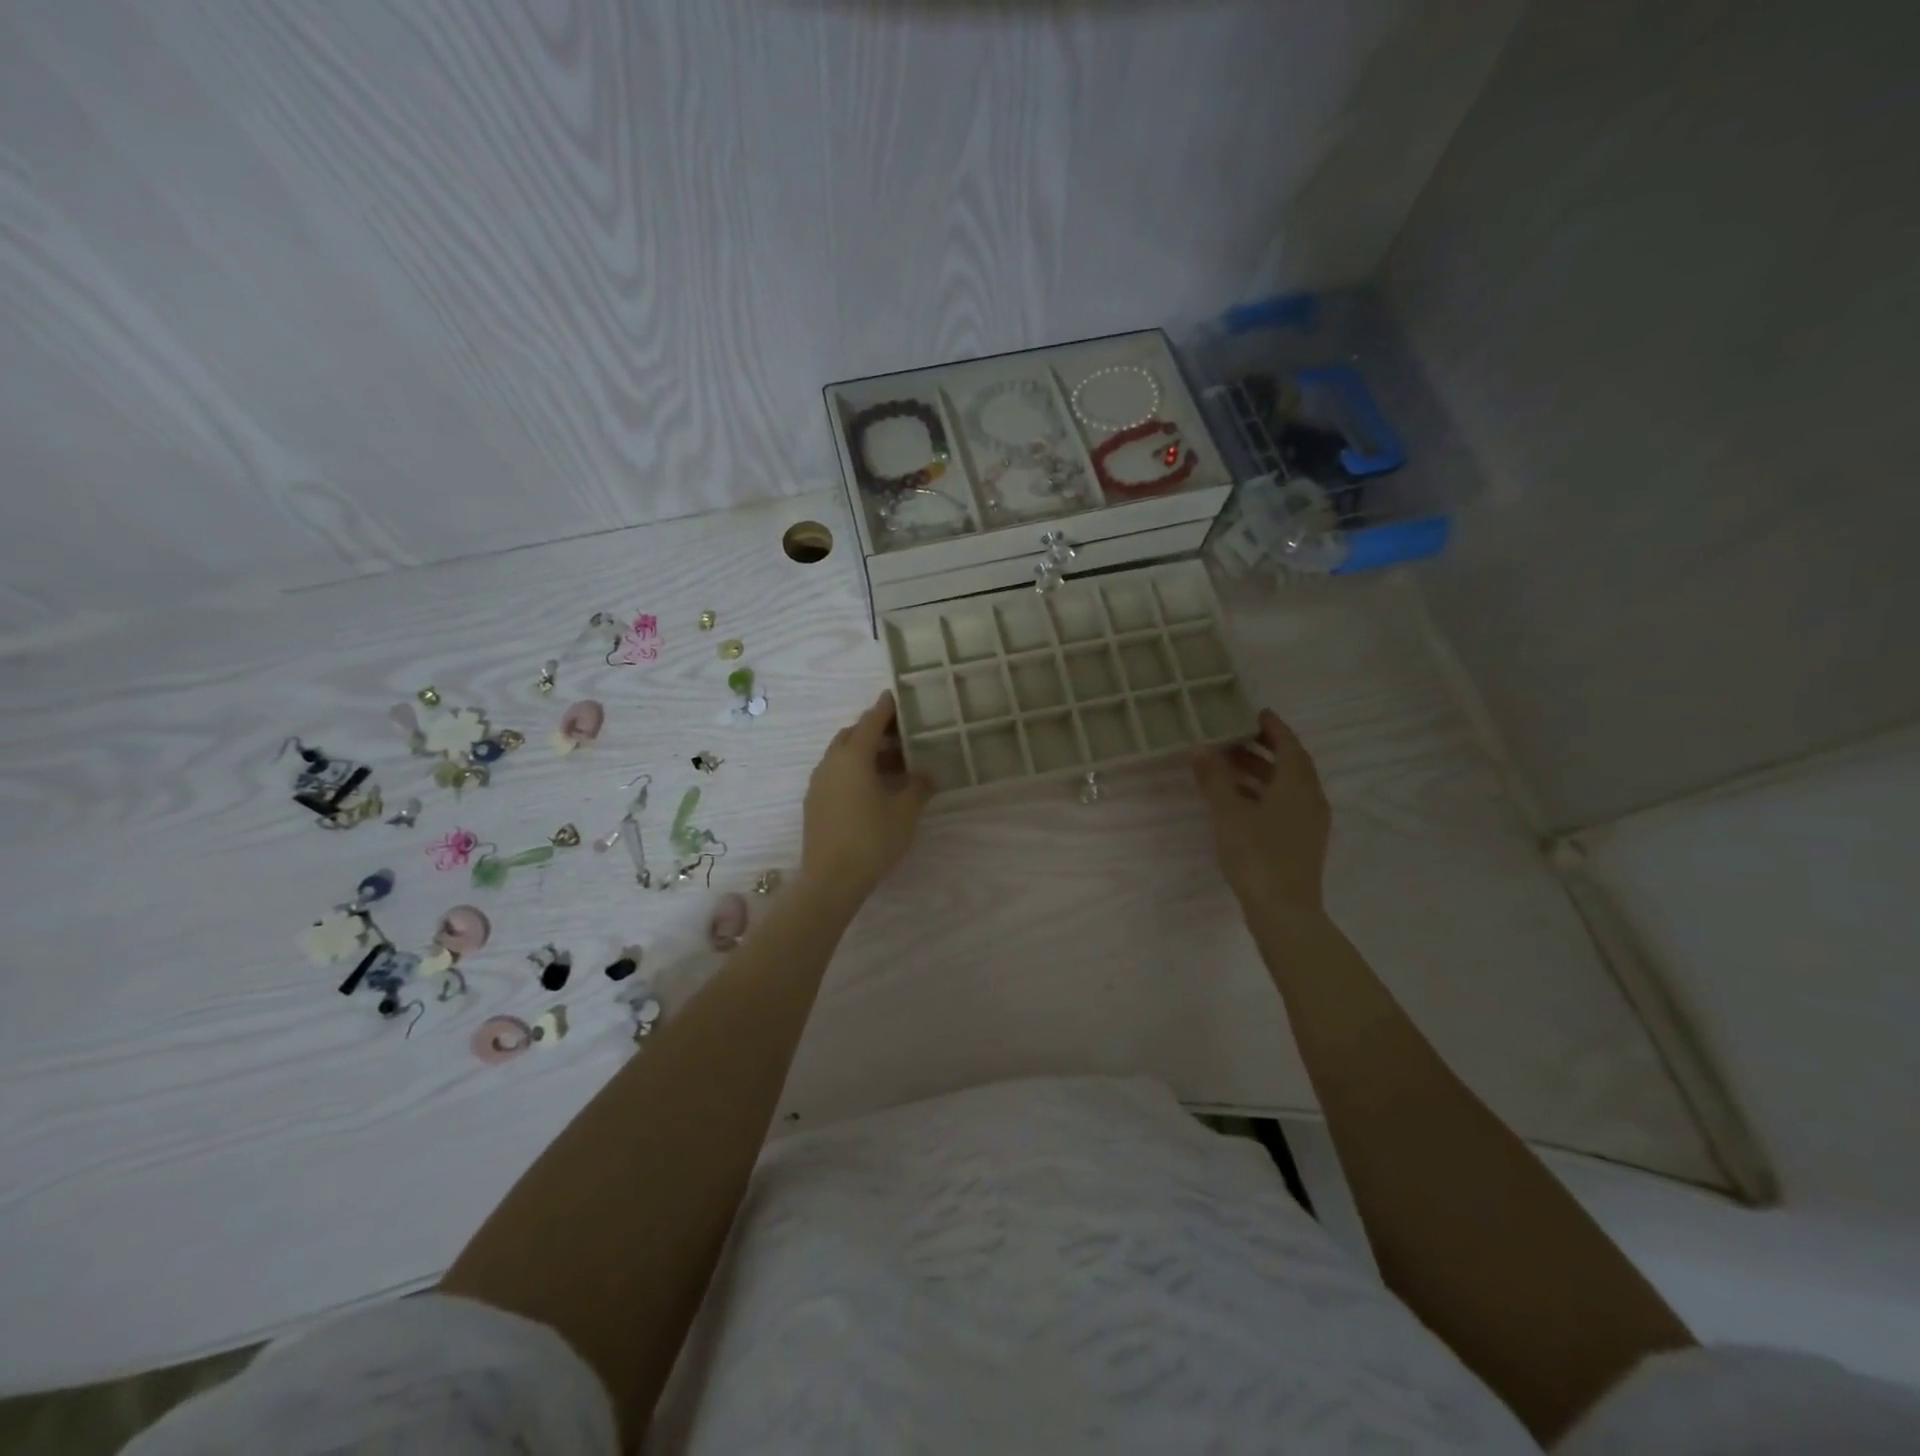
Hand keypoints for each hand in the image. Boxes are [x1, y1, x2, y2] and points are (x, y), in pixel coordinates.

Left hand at [801, 691, 933, 902]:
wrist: (831, 880)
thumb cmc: (872, 839)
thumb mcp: (905, 812)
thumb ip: (918, 787)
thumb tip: (926, 774)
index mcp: (853, 757)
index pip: (871, 722)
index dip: (885, 708)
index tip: (895, 696)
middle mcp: (831, 763)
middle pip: (853, 735)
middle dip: (875, 731)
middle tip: (901, 736)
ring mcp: (819, 783)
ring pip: (842, 756)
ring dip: (865, 753)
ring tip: (892, 765)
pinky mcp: (814, 803)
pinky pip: (836, 774)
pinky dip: (854, 771)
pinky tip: (872, 789)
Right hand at [1192, 708, 1330, 913]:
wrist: (1284, 911)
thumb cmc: (1257, 855)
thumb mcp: (1228, 813)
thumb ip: (1214, 779)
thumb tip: (1200, 749)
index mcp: (1298, 786)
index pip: (1290, 746)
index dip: (1273, 727)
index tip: (1255, 712)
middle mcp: (1310, 800)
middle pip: (1290, 765)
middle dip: (1263, 748)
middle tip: (1234, 736)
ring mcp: (1309, 823)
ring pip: (1286, 786)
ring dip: (1260, 772)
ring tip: (1227, 765)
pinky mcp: (1301, 843)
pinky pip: (1283, 805)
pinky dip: (1262, 793)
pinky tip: (1237, 801)